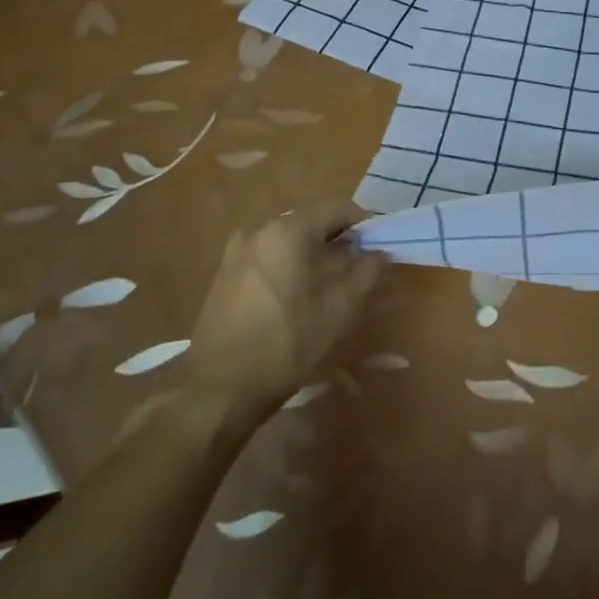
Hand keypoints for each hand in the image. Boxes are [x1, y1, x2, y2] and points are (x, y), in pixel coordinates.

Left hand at [185, 202, 387, 413]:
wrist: (219, 389)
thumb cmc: (286, 343)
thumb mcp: (339, 309)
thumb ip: (366, 272)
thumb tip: (379, 253)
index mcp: (288, 230)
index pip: (338, 209)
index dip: (364, 224)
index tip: (378, 248)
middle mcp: (259, 228)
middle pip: (312, 221)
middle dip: (338, 240)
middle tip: (357, 269)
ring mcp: (237, 250)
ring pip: (289, 238)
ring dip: (313, 253)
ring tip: (328, 285)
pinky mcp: (224, 272)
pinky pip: (268, 254)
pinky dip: (289, 264)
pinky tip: (296, 296)